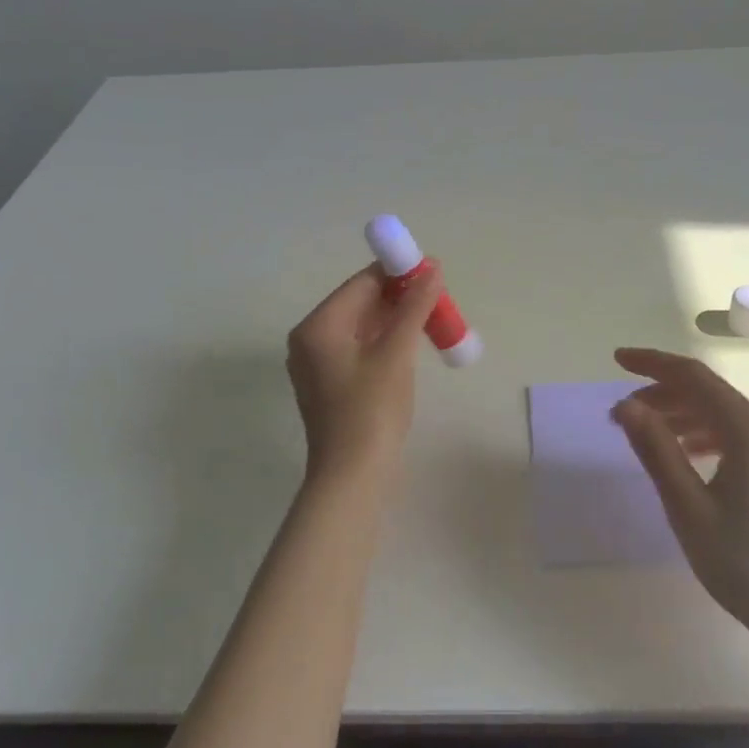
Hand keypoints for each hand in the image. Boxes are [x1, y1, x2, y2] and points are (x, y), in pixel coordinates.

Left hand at [286, 262, 444, 490]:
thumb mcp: (397, 353)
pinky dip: (385, 341)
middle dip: (399, 297)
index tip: (433, 272)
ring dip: (396, 319)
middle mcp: (310, 339)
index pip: (361, 283)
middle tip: (438, 297)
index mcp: (318, 326)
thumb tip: (433, 268)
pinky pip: (359, 348)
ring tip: (432, 318)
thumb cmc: (372, 411)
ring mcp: (318, 364)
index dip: (397, 273)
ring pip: (362, 326)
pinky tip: (413, 343)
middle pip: (359, 302)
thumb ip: (414, 306)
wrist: (353, 479)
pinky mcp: (330, 384)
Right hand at [611, 348, 748, 653]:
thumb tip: (626, 404)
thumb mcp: (688, 507)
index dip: (653, 363)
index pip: (695, 377)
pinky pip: (740, 437)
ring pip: (725, 415)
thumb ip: (656, 449)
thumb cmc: (746, 565)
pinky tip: (688, 456)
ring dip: (683, 415)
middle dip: (664, 392)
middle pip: (711, 393)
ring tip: (647, 433)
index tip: (617, 360)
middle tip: (623, 412)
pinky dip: (706, 435)